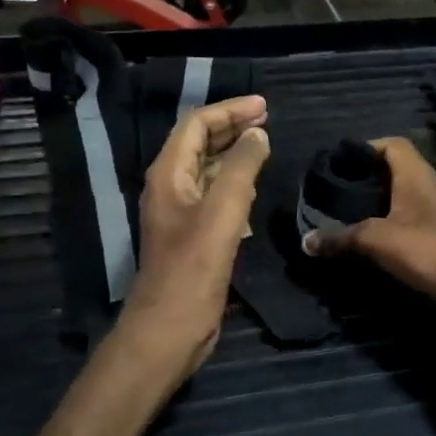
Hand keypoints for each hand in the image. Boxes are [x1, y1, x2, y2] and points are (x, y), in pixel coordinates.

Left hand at [118, 95, 269, 380]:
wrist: (169, 328)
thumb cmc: (193, 269)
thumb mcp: (221, 212)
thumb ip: (241, 168)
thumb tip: (258, 134)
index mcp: (168, 174)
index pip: (196, 125)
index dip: (229, 110)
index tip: (265, 106)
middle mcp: (170, 187)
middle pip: (200, 142)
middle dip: (232, 126)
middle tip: (268, 118)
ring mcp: (181, 212)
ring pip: (207, 168)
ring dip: (234, 152)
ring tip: (265, 143)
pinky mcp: (193, 234)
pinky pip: (214, 194)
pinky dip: (234, 181)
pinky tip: (254, 184)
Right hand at [302, 137, 435, 313]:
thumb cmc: (426, 250)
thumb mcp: (376, 241)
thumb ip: (340, 238)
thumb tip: (305, 242)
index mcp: (418, 174)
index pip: (394, 144)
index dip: (368, 147)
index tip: (342, 163)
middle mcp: (434, 185)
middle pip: (400, 168)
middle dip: (371, 177)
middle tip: (342, 191)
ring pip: (410, 195)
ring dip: (385, 201)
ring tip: (356, 214)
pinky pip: (418, 217)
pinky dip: (398, 221)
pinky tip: (381, 239)